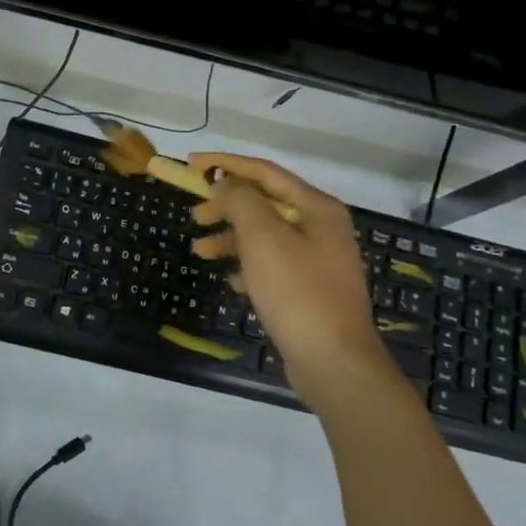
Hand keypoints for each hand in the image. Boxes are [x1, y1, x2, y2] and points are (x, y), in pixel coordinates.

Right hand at [189, 153, 398, 416]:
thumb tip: (226, 183)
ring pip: (265, 236)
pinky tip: (232, 281)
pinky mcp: (310, 290)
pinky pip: (272, 265)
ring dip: (231, 238)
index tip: (191, 164)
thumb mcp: (263, 238)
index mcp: (316, 207)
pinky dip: (248, 266)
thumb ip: (241, 201)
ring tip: (200, 251)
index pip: (265, 172)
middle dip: (227, 206)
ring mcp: (318, 260)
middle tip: (195, 215)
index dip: (226, 164)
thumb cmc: (297, 291)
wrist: (334, 361)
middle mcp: (321, 228)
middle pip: (265, 203)